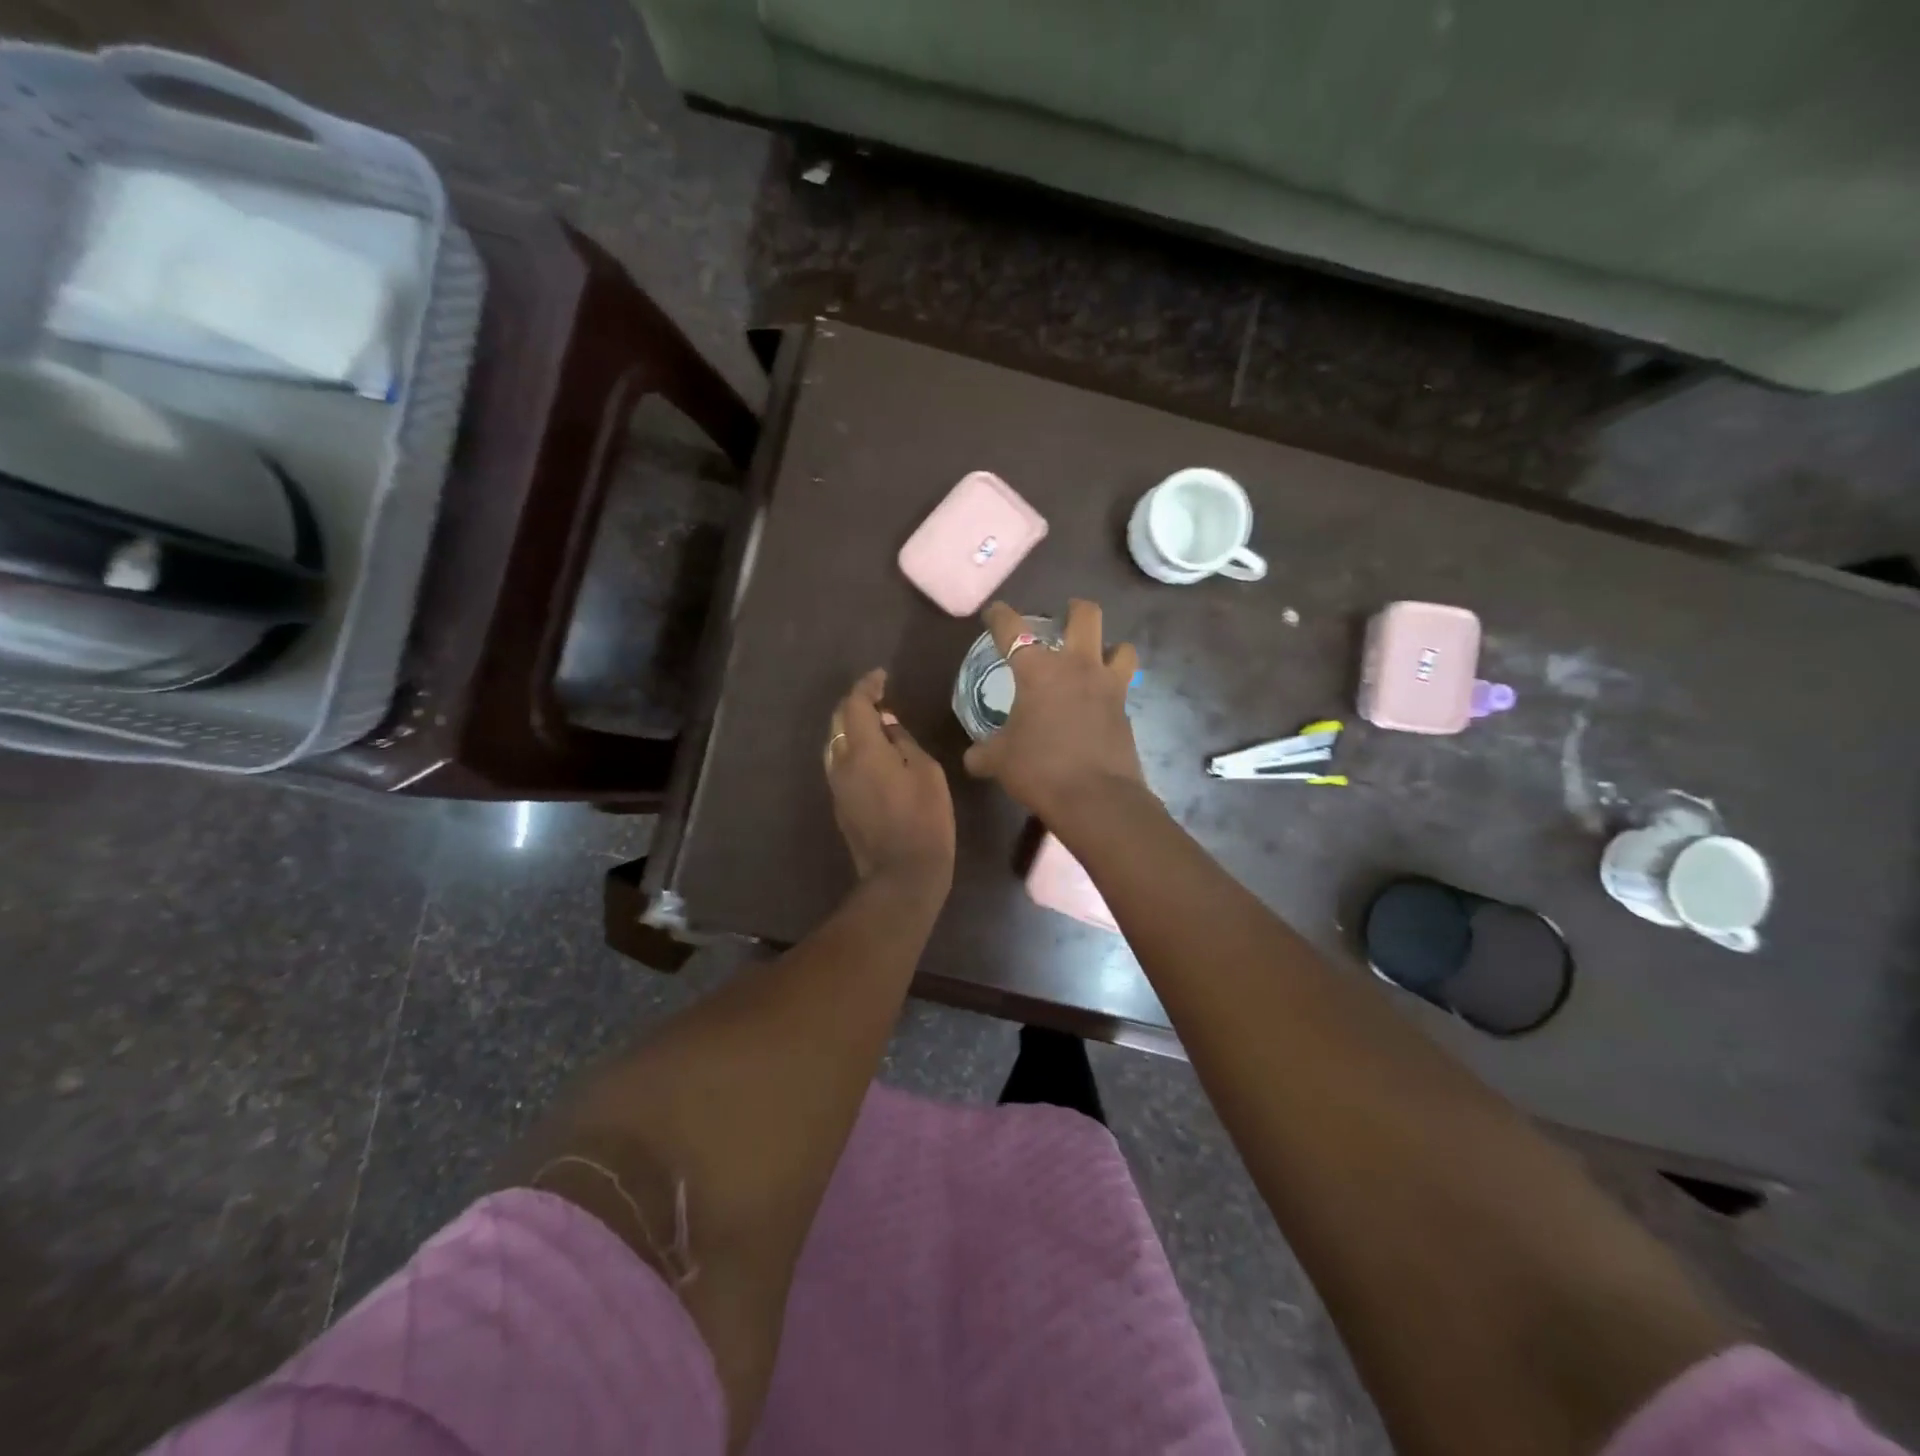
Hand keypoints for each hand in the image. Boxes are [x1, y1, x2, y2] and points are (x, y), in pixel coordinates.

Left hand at [825, 668, 954, 893]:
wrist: (902, 875)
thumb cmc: (925, 820)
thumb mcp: (927, 772)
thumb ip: (903, 742)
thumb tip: (887, 726)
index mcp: (863, 750)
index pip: (855, 704)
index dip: (867, 686)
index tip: (882, 677)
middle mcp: (841, 763)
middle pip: (838, 721)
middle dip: (856, 704)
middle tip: (880, 698)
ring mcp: (836, 786)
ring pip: (835, 743)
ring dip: (852, 728)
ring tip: (878, 725)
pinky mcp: (839, 805)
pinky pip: (840, 764)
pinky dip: (853, 749)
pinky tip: (874, 754)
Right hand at [962, 600, 1144, 824]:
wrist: (1095, 798)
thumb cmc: (1039, 768)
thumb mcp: (999, 761)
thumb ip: (983, 753)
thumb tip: (972, 757)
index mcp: (1038, 670)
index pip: (1012, 630)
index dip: (999, 617)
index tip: (994, 612)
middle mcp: (1077, 667)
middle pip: (1086, 616)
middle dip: (1075, 610)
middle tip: (1066, 615)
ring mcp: (1108, 687)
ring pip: (1121, 647)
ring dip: (1109, 647)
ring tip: (1097, 658)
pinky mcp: (1126, 711)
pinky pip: (1123, 688)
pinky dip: (1112, 690)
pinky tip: (1100, 705)